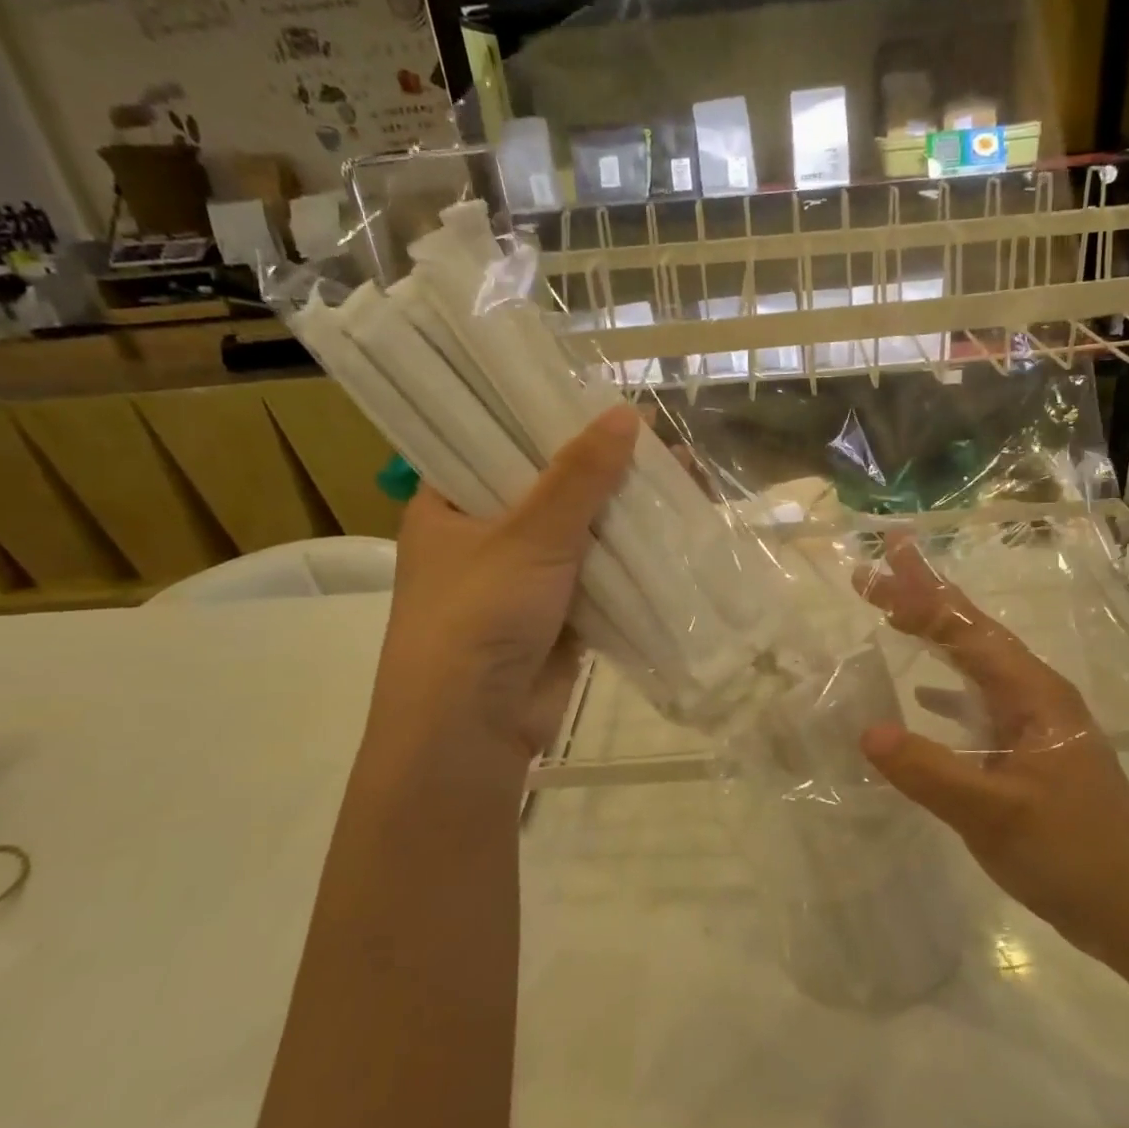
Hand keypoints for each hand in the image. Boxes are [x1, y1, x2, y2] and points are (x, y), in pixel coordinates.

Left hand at [367, 406, 640, 772]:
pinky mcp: (557, 613)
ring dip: (624, 511)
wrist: (473, 730)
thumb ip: (579, 476)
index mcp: (448, 505)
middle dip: (602, 467)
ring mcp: (522, 577)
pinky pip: (599, 573)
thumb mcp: (529, 534)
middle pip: (548, 486)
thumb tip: (629, 415)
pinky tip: (674, 529)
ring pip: (580, 532)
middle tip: (657, 437)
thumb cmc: (479, 616)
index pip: (493, 442)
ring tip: (680, 475)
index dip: (544, 417)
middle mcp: (482, 536)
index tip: (597, 397)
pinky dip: (631, 556)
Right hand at [854, 541, 1128, 955]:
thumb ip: (929, 771)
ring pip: (976, 665)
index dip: (920, 598)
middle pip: (973, 634)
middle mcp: (1035, 696)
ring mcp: (1035, 725)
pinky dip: (948, 690)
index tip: (877, 570)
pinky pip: (980, 703)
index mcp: (1033, 694)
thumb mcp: (994, 813)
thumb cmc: (1073, 854)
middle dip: (926, 600)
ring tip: (895, 615)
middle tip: (877, 573)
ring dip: (936, 638)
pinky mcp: (1029, 753)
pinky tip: (925, 696)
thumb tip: (867, 732)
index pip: (967, 631)